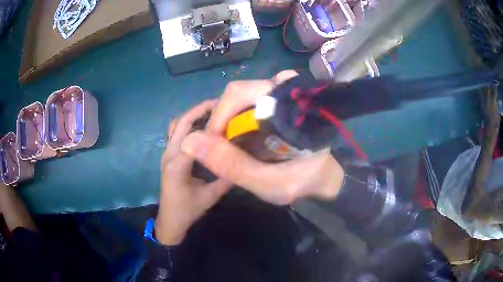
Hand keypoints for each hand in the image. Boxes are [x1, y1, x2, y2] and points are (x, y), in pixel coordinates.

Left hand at [156, 100, 231, 244]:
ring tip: (212, 113)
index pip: (194, 133)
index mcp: (178, 163)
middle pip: (181, 122)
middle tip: (220, 104)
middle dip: (199, 109)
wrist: (170, 220)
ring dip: (192, 116)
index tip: (226, 109)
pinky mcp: (168, 156)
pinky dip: (188, 125)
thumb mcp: (211, 196)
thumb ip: (226, 178)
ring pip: (176, 125)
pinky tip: (203, 129)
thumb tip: (244, 160)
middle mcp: (169, 153)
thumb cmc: (188, 210)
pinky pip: (176, 133)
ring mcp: (166, 154)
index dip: (210, 119)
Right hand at [181, 71, 344, 204]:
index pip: (241, 94)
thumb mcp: (268, 182)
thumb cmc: (301, 182)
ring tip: (225, 144)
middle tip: (216, 146)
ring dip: (226, 119)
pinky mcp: (275, 103)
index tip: (210, 145)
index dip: (218, 118)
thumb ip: (233, 165)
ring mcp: (280, 95)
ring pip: (240, 96)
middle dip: (220, 118)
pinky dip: (233, 119)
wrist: (322, 179)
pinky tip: (235, 137)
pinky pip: (245, 103)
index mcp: (289, 105)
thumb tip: (189, 142)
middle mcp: (285, 91)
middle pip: (238, 91)